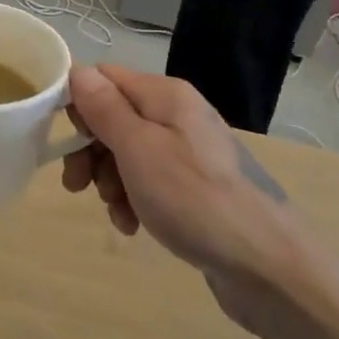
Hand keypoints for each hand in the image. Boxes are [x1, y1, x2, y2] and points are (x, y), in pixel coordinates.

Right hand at [63, 64, 316, 330]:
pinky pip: (150, 182)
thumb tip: (77, 70)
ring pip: (128, 153)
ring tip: (116, 212)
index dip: (80, 106)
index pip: (105, 78)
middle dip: (91, 151)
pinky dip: (134, 200)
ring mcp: (189, 153)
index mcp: (166, 96)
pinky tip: (134, 226)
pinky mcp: (196, 188)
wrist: (269, 268)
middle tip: (78, 186)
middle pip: (114, 117)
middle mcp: (178, 116)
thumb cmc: (195, 199)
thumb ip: (105, 108)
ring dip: (110, 181)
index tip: (68, 143)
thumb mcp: (139, 149)